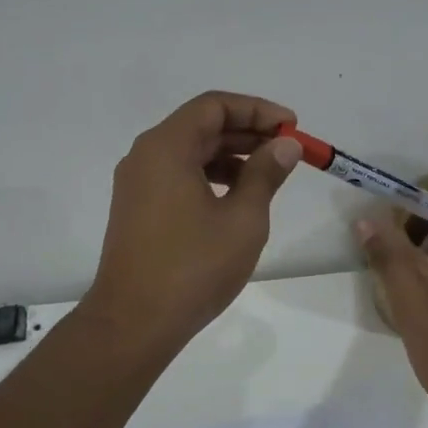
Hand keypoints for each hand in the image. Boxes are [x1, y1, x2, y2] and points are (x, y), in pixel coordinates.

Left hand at [84, 91, 301, 354]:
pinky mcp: (137, 209)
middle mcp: (145, 156)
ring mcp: (137, 184)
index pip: (214, 106)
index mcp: (166, 147)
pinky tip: (237, 198)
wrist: (135, 322)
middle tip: (287, 150)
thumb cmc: (194, 267)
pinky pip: (177, 176)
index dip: (257, 110)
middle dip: (247, 133)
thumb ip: (266, 174)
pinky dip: (210, 177)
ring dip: (231, 156)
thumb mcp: (243, 218)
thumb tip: (285, 145)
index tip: (291, 126)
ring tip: (269, 174)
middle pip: (201, 126)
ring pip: (189, 153)